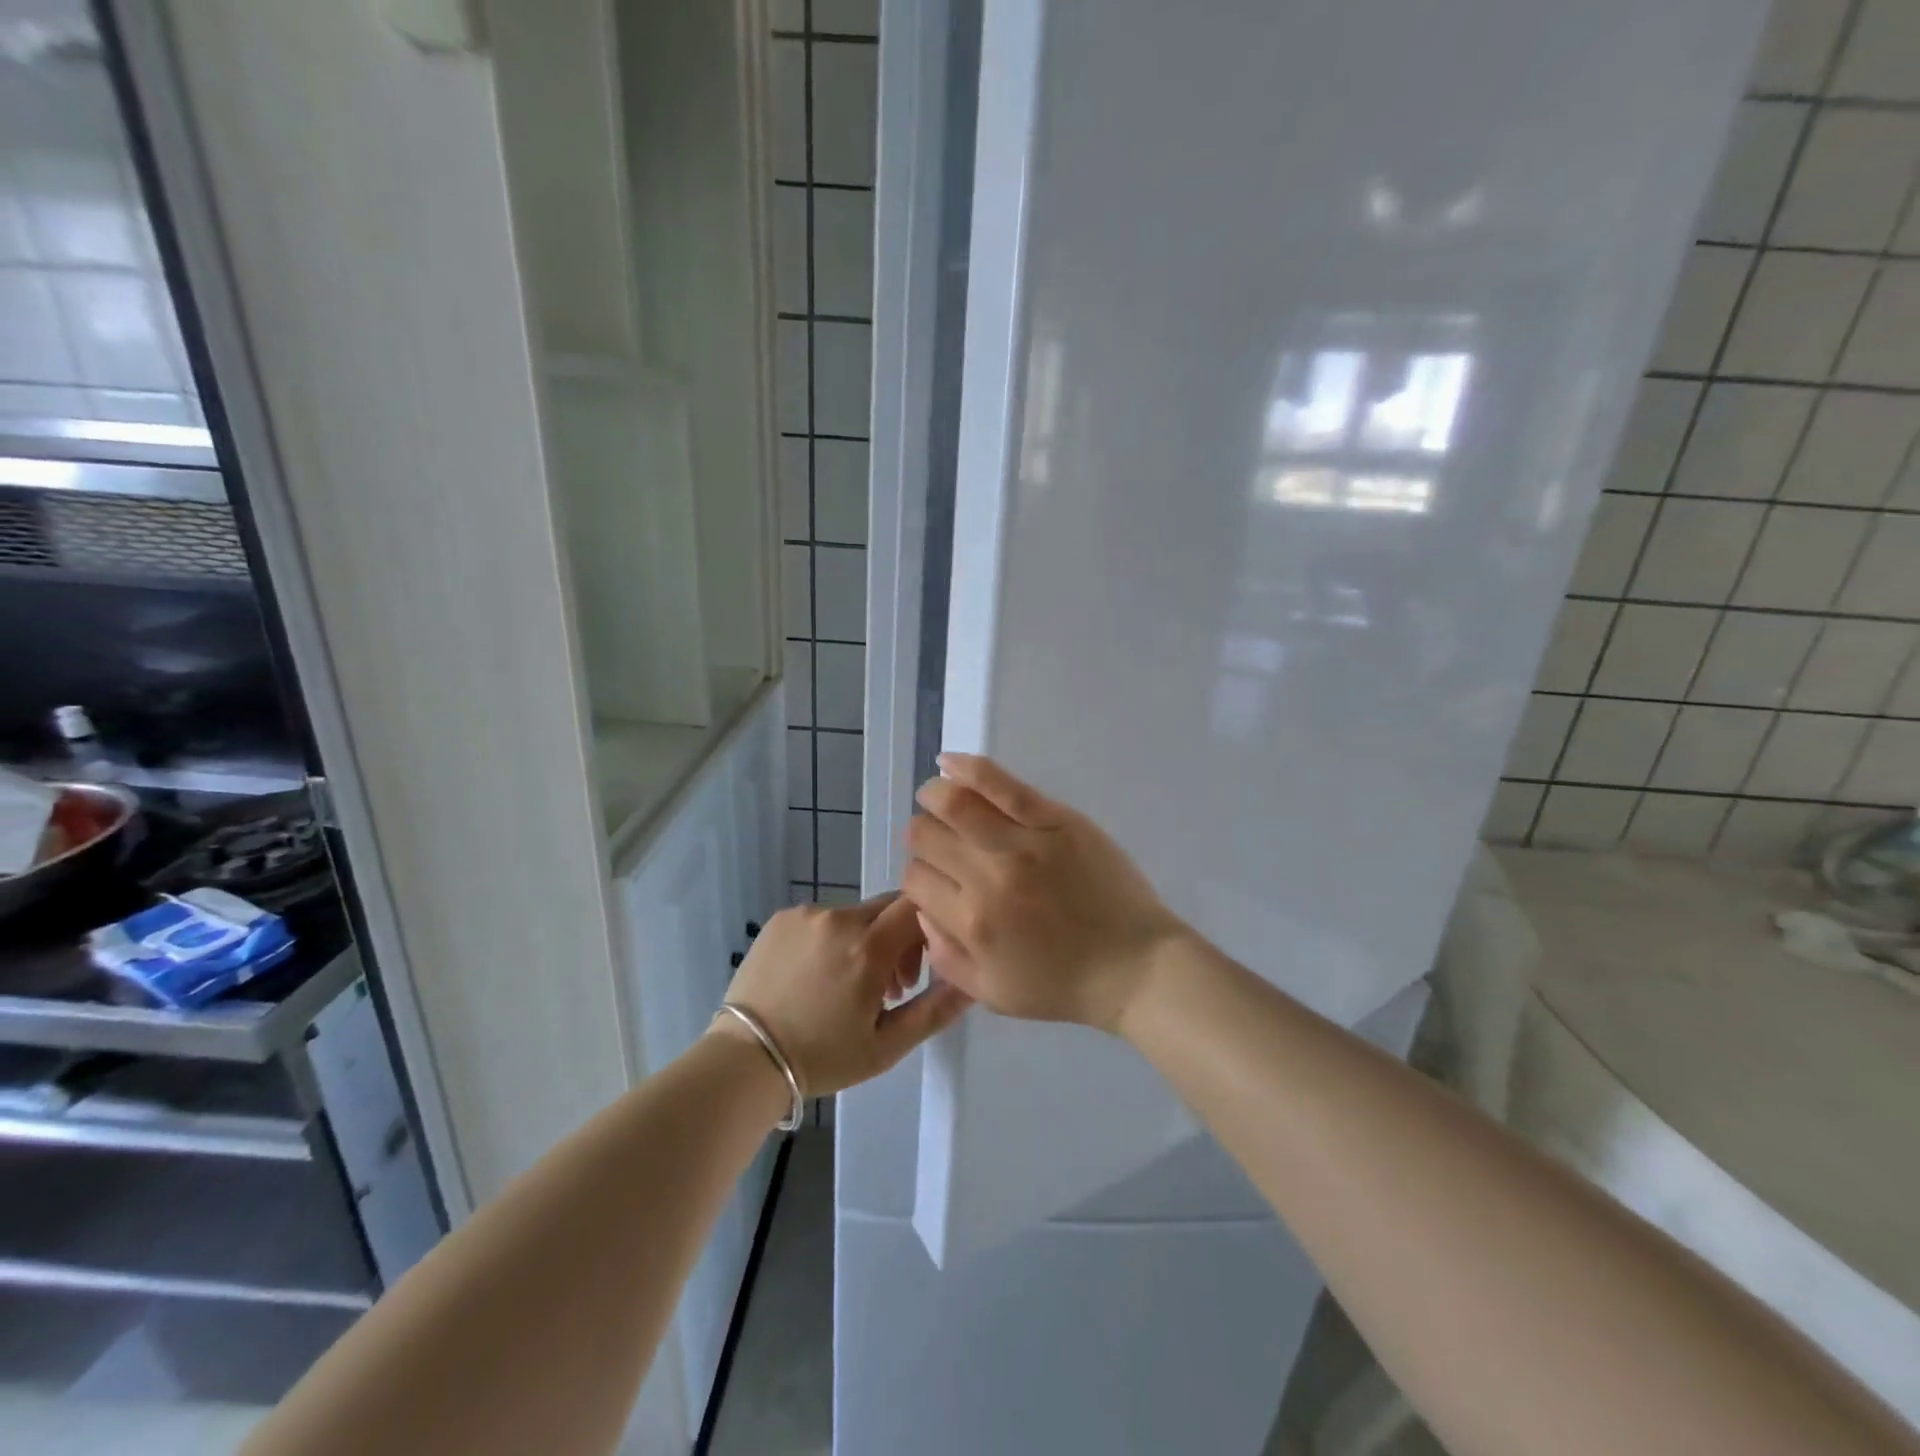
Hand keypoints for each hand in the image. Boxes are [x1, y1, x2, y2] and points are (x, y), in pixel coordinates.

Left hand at [716, 895, 971, 1096]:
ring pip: (857, 914)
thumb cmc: (822, 1058)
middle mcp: (839, 918)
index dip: (930, 929)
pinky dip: (833, 939)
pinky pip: (824, 918)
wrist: (743, 1060)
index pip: (918, 906)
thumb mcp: (887, 1046)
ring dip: (866, 941)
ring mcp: (807, 914)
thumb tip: (974, 982)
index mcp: (868, 947)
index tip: (922, 966)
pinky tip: (817, 978)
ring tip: (849, 987)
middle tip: (891, 986)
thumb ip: (935, 1010)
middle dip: (900, 938)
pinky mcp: (783, 918)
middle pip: (889, 908)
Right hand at [903, 754, 1188, 1034]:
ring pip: (954, 802)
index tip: (936, 877)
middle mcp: (988, 878)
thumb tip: (920, 909)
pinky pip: (1002, 784)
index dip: (918, 875)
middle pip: (926, 837)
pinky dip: (967, 768)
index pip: (915, 879)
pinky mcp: (1056, 820)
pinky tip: (949, 762)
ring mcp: (1024, 843)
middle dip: (923, 836)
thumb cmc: (1064, 985)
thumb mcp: (992, 993)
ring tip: (936, 796)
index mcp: (971, 923)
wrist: (1135, 966)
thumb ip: (946, 956)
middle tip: (940, 841)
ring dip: (934, 795)